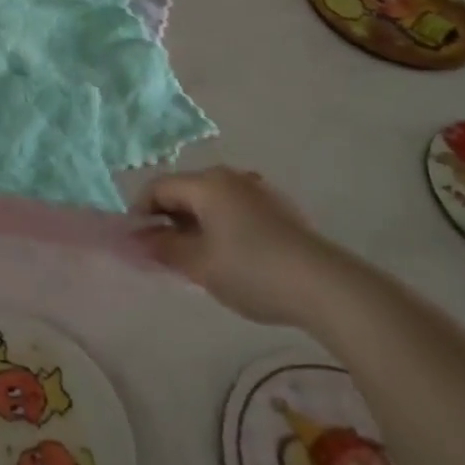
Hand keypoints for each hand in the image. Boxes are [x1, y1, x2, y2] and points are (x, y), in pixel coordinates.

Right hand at [134, 166, 343, 327]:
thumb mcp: (199, 264)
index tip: (137, 243)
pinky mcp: (280, 209)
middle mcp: (231, 177)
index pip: (158, 187)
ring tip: (197, 258)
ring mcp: (259, 190)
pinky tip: (230, 257)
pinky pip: (236, 210)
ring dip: (195, 224)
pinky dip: (221, 226)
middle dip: (168, 219)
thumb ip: (163, 248)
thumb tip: (138, 238)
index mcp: (206, 183)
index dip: (140, 212)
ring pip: (212, 201)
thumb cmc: (252, 270)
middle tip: (164, 253)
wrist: (327, 287)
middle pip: (185, 191)